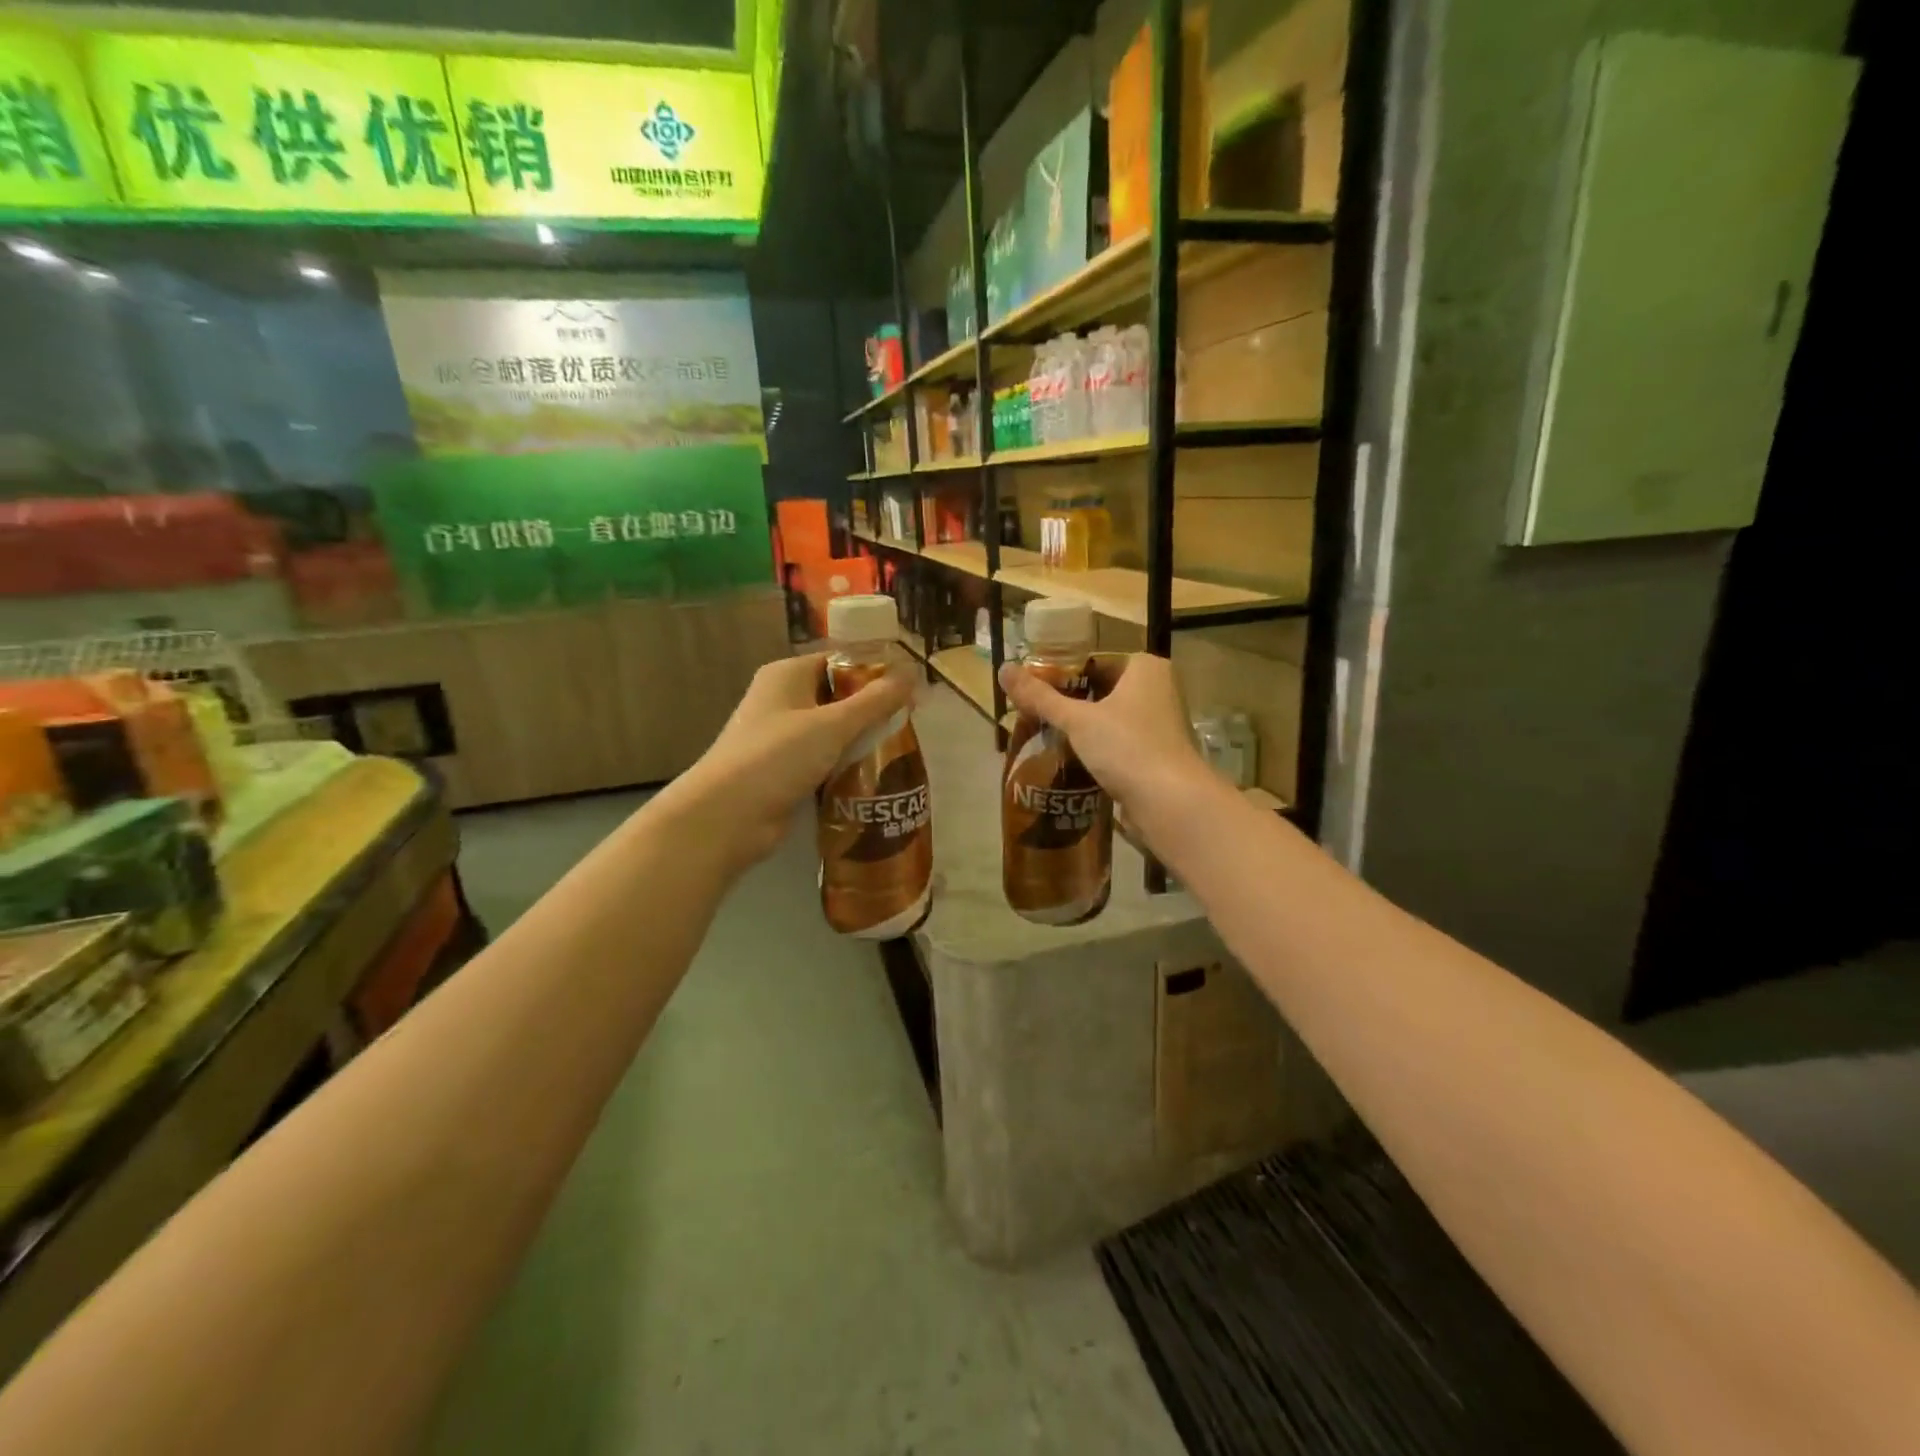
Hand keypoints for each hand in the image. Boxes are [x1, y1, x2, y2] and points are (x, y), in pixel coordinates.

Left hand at [661, 653, 915, 871]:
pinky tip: (874, 777)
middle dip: (873, 711)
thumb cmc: (777, 756)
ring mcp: (781, 738)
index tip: (912, 691)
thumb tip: (913, 671)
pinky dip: (845, 766)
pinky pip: (824, 760)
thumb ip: (875, 700)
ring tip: (900, 752)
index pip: (840, 662)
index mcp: (787, 675)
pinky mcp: (784, 771)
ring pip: (833, 732)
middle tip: (910, 724)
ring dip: (861, 742)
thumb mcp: (833, 724)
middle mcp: (782, 700)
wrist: (727, 817)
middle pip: (838, 697)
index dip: (876, 673)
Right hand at [998, 653, 1214, 839]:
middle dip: (1068, 704)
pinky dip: (1095, 749)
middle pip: (1100, 690)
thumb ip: (1040, 697)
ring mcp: (1159, 723)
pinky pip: (1117, 743)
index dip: (1061, 675)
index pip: (1093, 661)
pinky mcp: (1155, 754)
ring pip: (1108, 719)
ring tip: (1043, 737)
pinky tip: (1068, 761)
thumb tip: (1003, 670)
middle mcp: (1157, 689)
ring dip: (1080, 729)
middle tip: (1031, 715)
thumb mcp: (1077, 719)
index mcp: (1145, 667)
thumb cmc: (1126, 747)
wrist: (1170, 802)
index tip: (1032, 691)